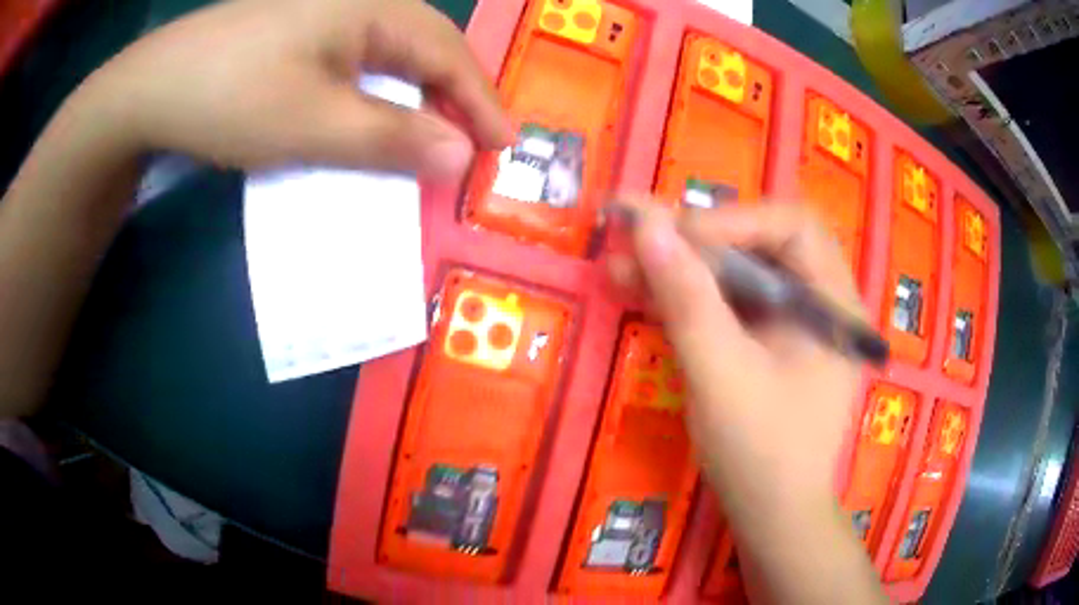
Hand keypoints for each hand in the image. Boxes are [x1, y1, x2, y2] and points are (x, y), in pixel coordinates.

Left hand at [75, 0, 510, 174]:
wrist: (152, 87)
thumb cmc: (232, 97)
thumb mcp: (313, 125)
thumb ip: (391, 139)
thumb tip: (459, 156)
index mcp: (371, 9)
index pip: (447, 54)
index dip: (480, 101)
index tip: (503, 145)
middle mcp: (356, 0)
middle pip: (424, 47)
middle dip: (454, 94)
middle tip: (472, 139)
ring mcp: (322, 12)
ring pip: (389, 52)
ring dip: (414, 91)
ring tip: (430, 129)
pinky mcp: (296, 31)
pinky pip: (355, 57)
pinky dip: (375, 88)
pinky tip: (370, 108)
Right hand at [606, 198, 862, 518]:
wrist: (772, 517)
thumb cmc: (761, 454)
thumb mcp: (722, 375)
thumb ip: (687, 298)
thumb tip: (647, 224)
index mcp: (834, 302)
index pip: (792, 227)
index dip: (732, 220)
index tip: (672, 236)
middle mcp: (820, 301)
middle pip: (762, 243)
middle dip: (698, 240)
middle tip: (636, 236)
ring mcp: (793, 322)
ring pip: (738, 272)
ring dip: (682, 267)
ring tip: (620, 263)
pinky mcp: (767, 342)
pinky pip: (728, 304)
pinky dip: (687, 297)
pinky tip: (642, 291)